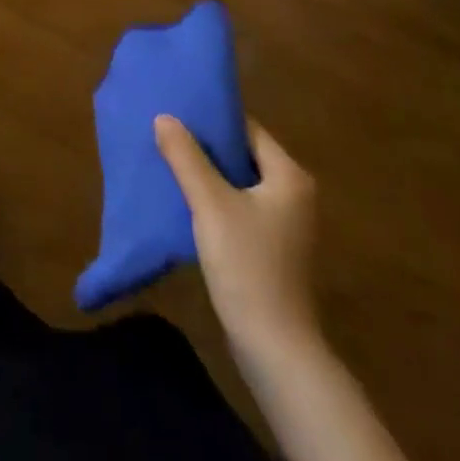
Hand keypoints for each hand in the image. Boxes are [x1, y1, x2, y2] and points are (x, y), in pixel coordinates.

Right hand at [156, 114, 318, 349]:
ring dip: (209, 174)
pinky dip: (217, 200)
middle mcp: (295, 194)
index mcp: (289, 176)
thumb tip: (164, 117)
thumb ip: (187, 158)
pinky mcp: (274, 248)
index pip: (248, 129)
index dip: (213, 120)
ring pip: (241, 183)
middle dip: (207, 146)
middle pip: (244, 155)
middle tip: (168, 134)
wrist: (274, 348)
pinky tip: (187, 201)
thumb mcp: (210, 205)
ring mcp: (287, 224)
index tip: (178, 112)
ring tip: (171, 162)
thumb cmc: (247, 265)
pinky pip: (242, 207)